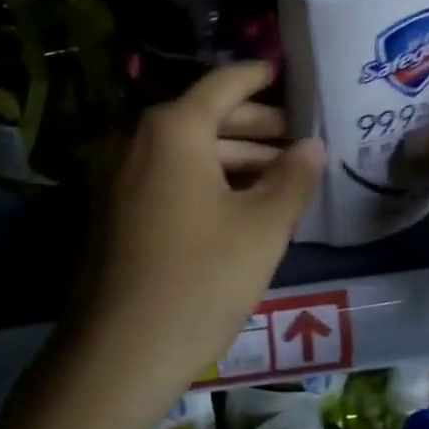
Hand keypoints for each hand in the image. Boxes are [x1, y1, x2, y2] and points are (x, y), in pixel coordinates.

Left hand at [58, 63, 323, 426]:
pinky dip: (208, 182)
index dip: (262, 77)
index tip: (293, 75)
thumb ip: (293, 178)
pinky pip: (170, 179)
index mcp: (173, 129)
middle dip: (258, 126)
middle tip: (304, 139)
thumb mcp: (261, 228)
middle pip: (207, 117)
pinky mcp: (117, 212)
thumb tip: (312, 146)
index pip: (226, 83)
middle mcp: (139, 141)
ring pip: (189, 152)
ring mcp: (121, 177)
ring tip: (284, 176)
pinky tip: (243, 205)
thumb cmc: (199, 280)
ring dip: (236, 158)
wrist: (118, 353)